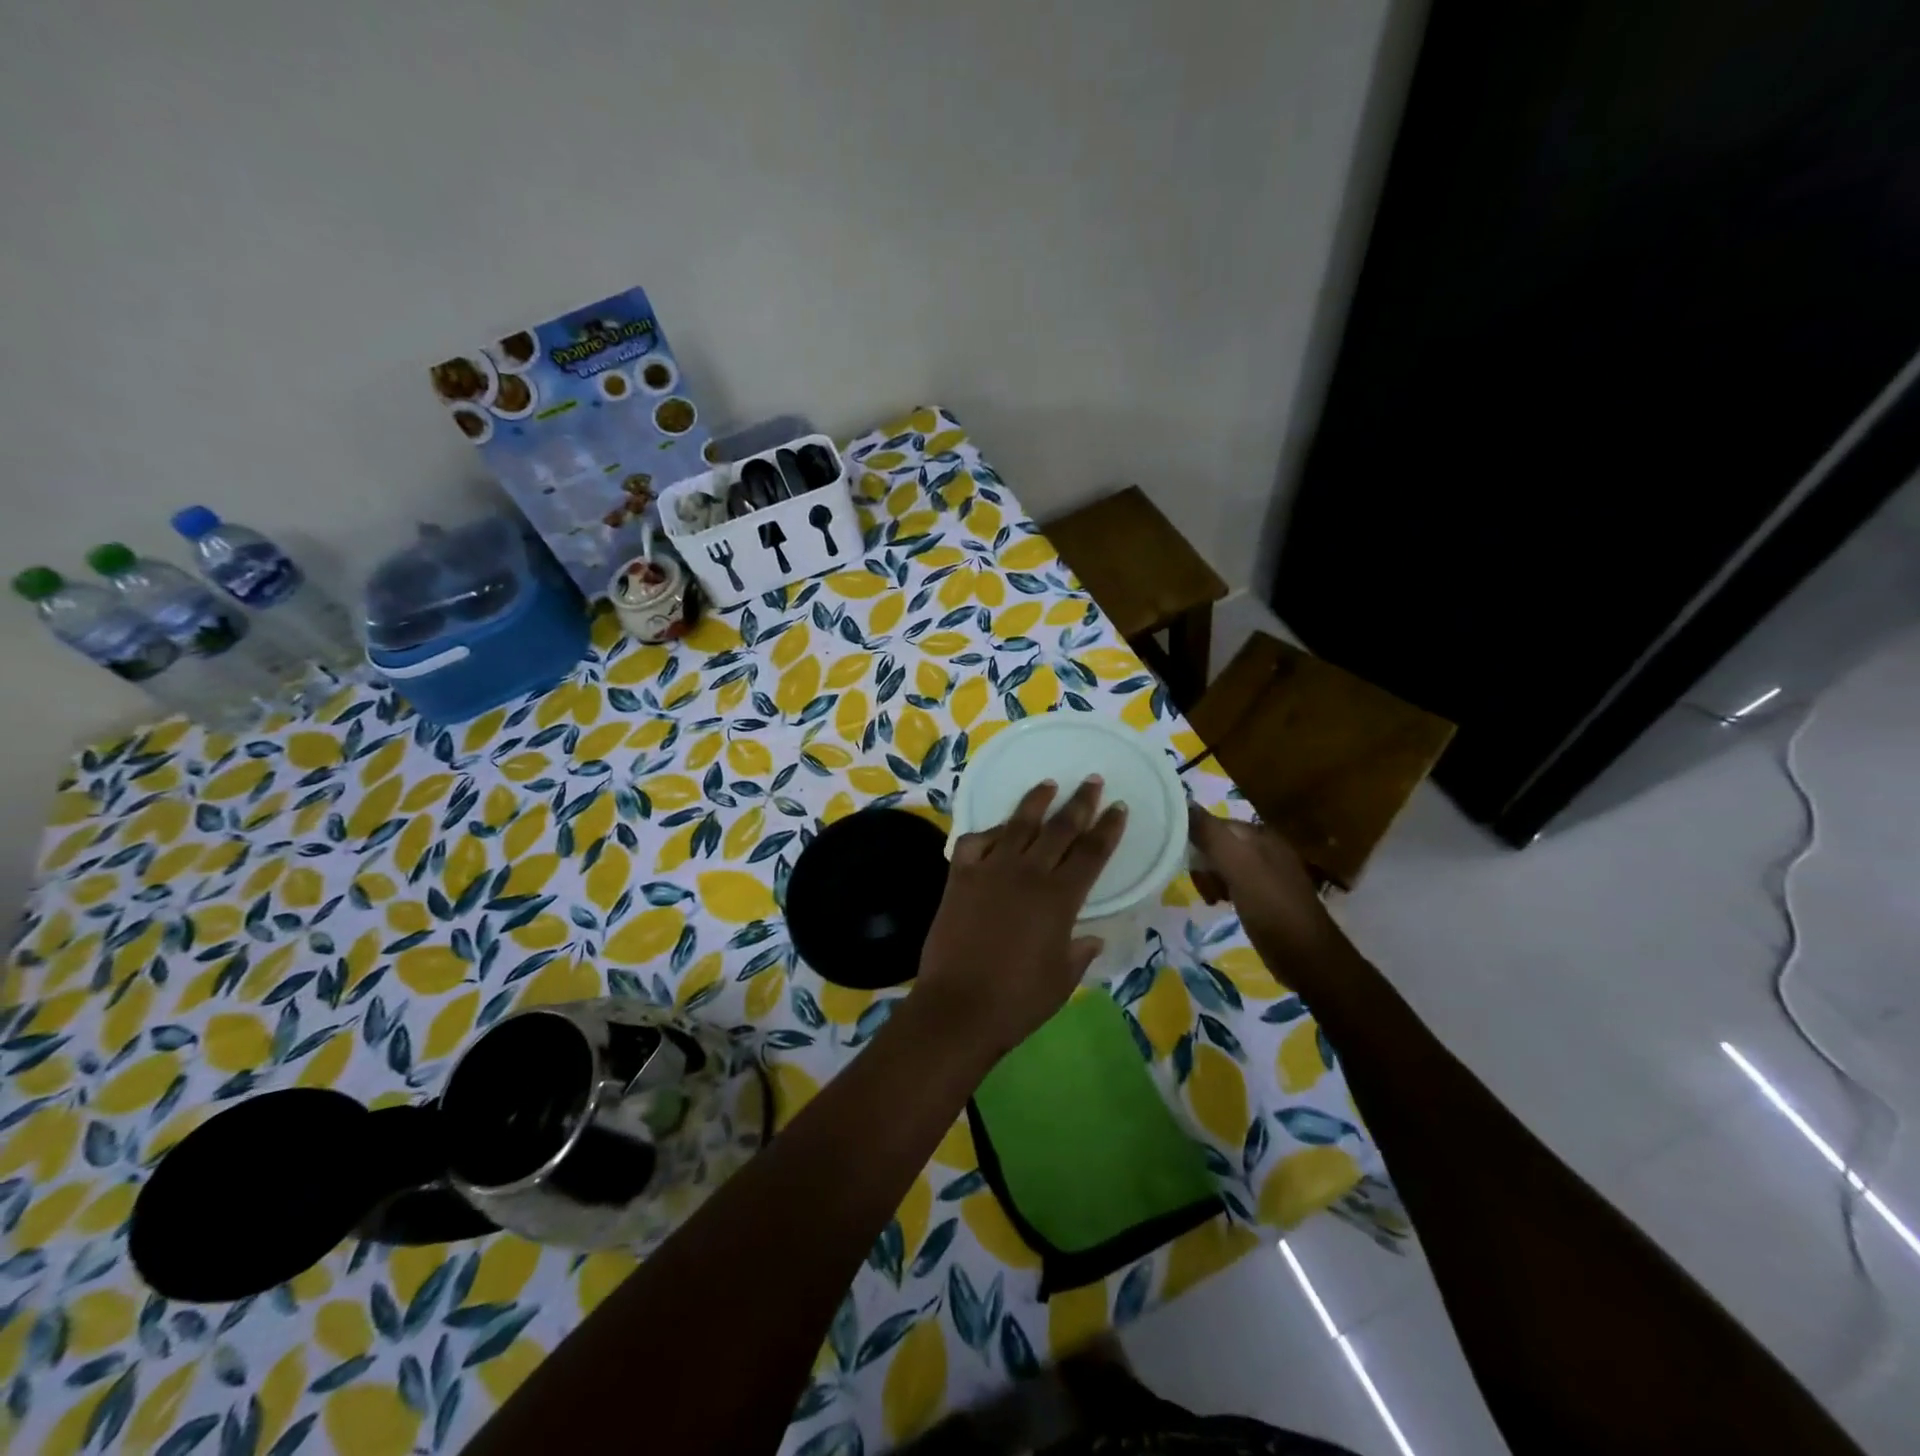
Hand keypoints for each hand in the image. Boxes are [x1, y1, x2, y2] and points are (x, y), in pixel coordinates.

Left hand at [911, 778, 1126, 1064]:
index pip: (1092, 852)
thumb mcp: (1062, 978)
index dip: (1108, 828)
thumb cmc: (1018, 999)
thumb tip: (1092, 937)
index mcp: (1060, 898)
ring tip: (1047, 784)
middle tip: (1091, 780)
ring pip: (1017, 824)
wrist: (959, 1007)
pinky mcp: (959, 877)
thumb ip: (1080, 952)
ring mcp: (990, 870)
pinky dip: (987, 832)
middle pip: (1059, 828)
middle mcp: (1027, 873)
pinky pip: (974, 842)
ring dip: (1035, 802)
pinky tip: (995, 831)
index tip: (1118, 806)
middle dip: (1079, 802)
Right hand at [1187, 805, 1340, 962]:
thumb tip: (1183, 802)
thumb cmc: (1271, 907)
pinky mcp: (1265, 896)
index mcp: (1260, 835)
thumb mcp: (1238, 866)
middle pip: (1218, 844)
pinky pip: (1234, 883)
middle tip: (1204, 887)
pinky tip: (1221, 905)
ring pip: (1223, 865)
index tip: (1185, 863)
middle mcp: (1264, 848)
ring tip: (1212, 899)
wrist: (1307, 956)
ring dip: (1211, 879)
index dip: (1195, 840)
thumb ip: (1211, 834)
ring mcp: (1267, 873)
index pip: (1215, 824)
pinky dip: (1223, 891)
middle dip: (1203, 863)